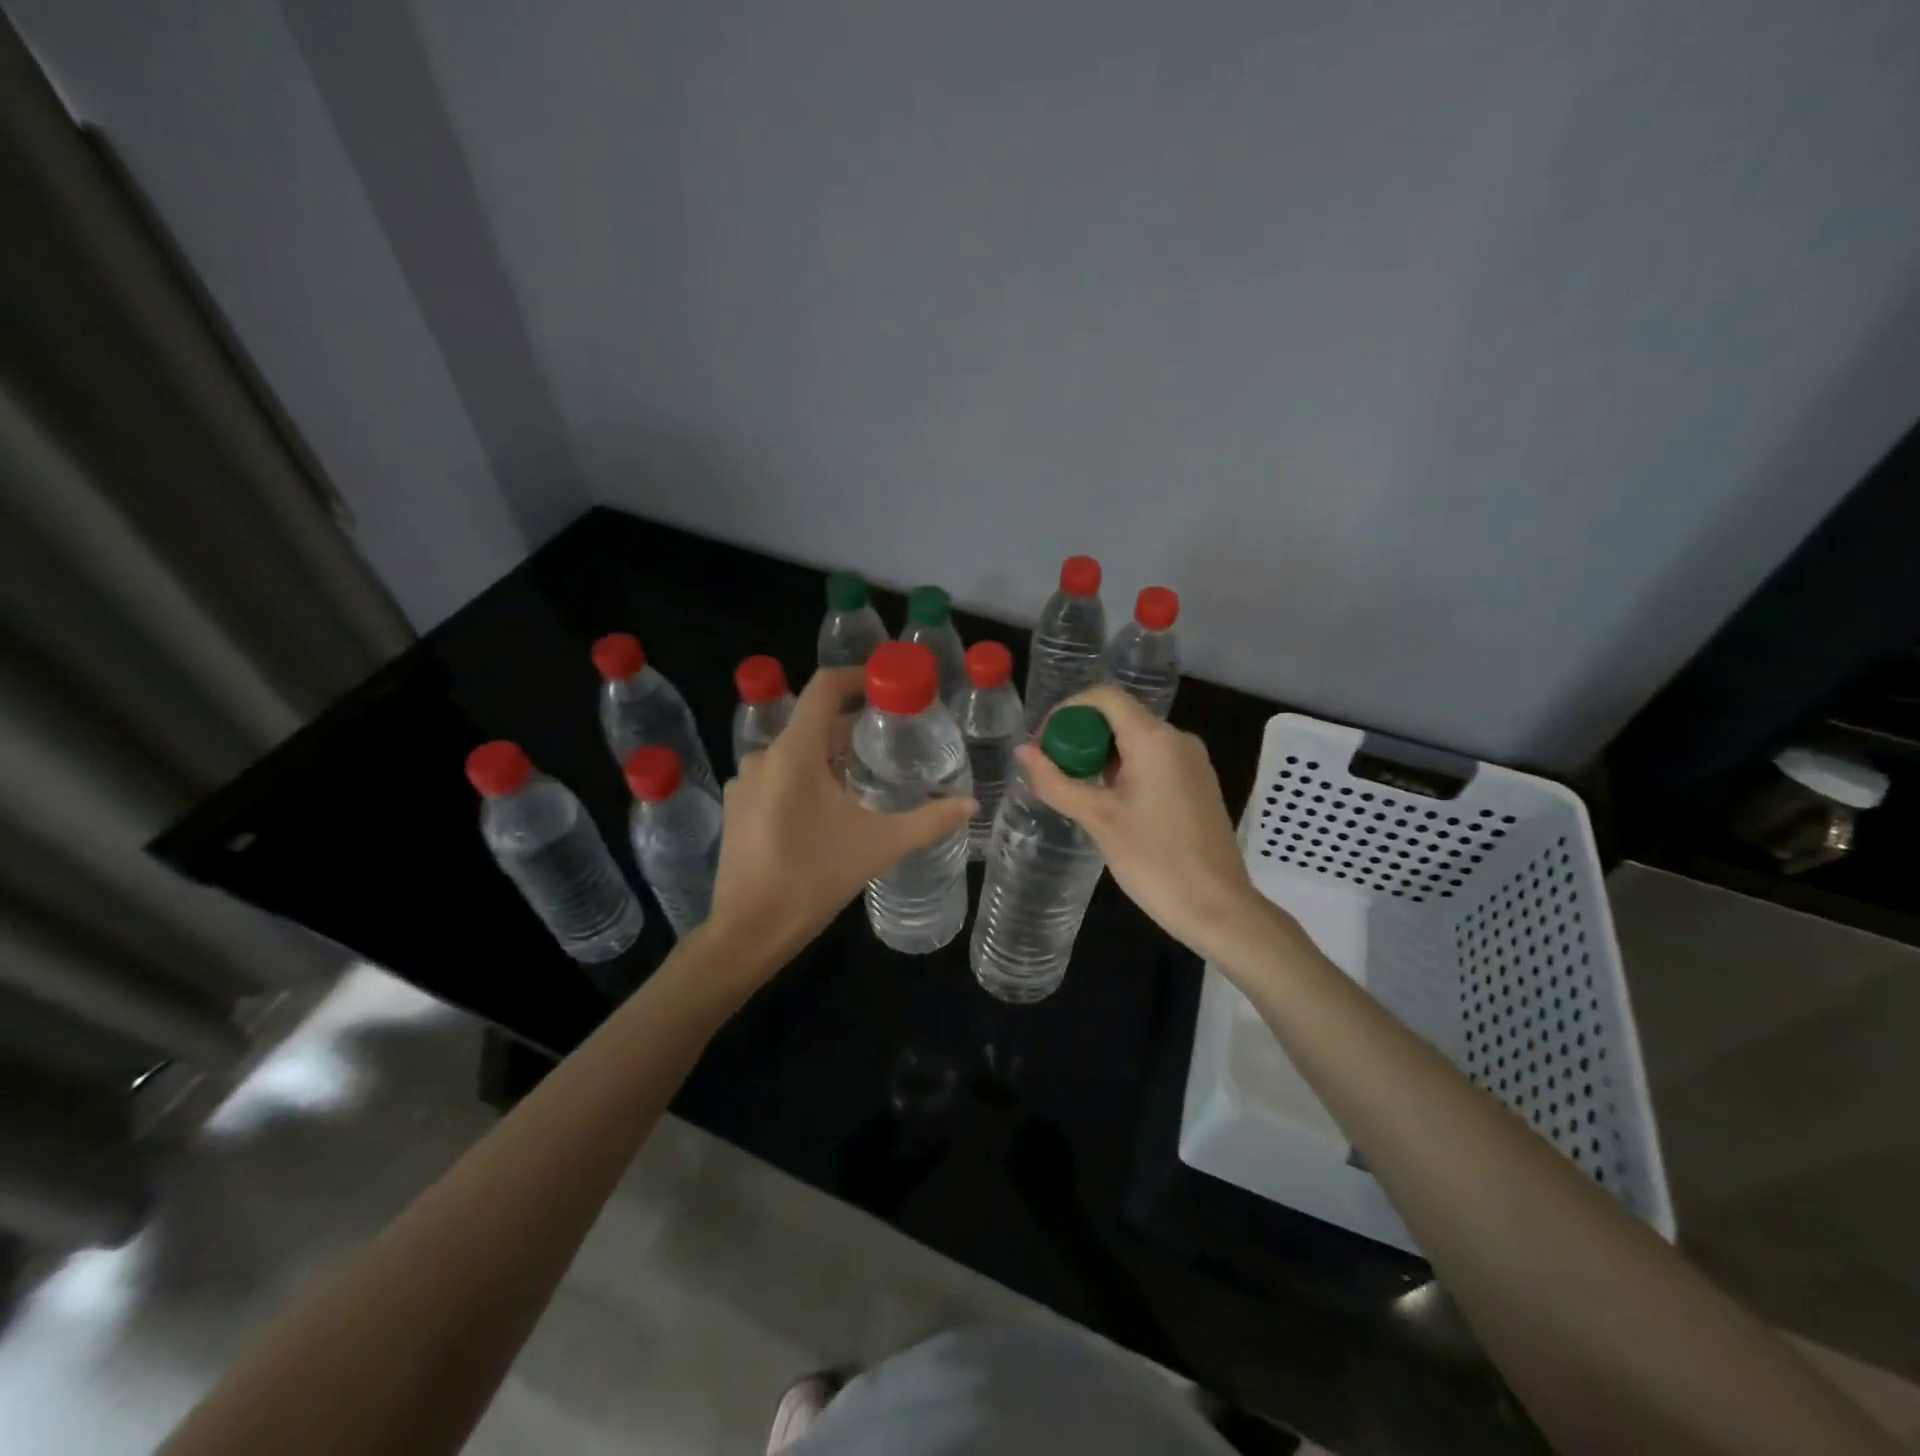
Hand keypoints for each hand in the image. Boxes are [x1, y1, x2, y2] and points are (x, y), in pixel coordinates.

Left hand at [708, 666, 974, 972]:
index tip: (886, 684)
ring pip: (794, 752)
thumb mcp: (880, 846)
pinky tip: (827, 809)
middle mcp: (763, 757)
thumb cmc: (814, 879)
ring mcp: (744, 783)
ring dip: (828, 756)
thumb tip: (971, 804)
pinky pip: (776, 776)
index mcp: (794, 753)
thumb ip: (929, 821)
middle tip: (890, 741)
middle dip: (851, 727)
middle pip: (812, 722)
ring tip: (863, 778)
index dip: (856, 676)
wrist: (749, 931)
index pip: (823, 688)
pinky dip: (804, 778)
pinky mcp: (737, 807)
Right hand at [1016, 686, 1261, 960]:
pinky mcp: (1197, 784)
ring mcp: (1192, 762)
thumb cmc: (1155, 860)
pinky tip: (1108, 804)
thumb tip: (1022, 752)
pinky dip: (1123, 771)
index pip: (1104, 697)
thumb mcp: (1097, 819)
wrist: (1218, 909)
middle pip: (1119, 717)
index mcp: (1154, 739)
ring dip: (1100, 757)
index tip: (1043, 743)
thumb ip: (1056, 781)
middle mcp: (1177, 739)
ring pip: (1135, 741)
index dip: (1067, 711)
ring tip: (1075, 791)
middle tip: (1053, 772)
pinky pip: (1153, 761)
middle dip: (1080, 738)